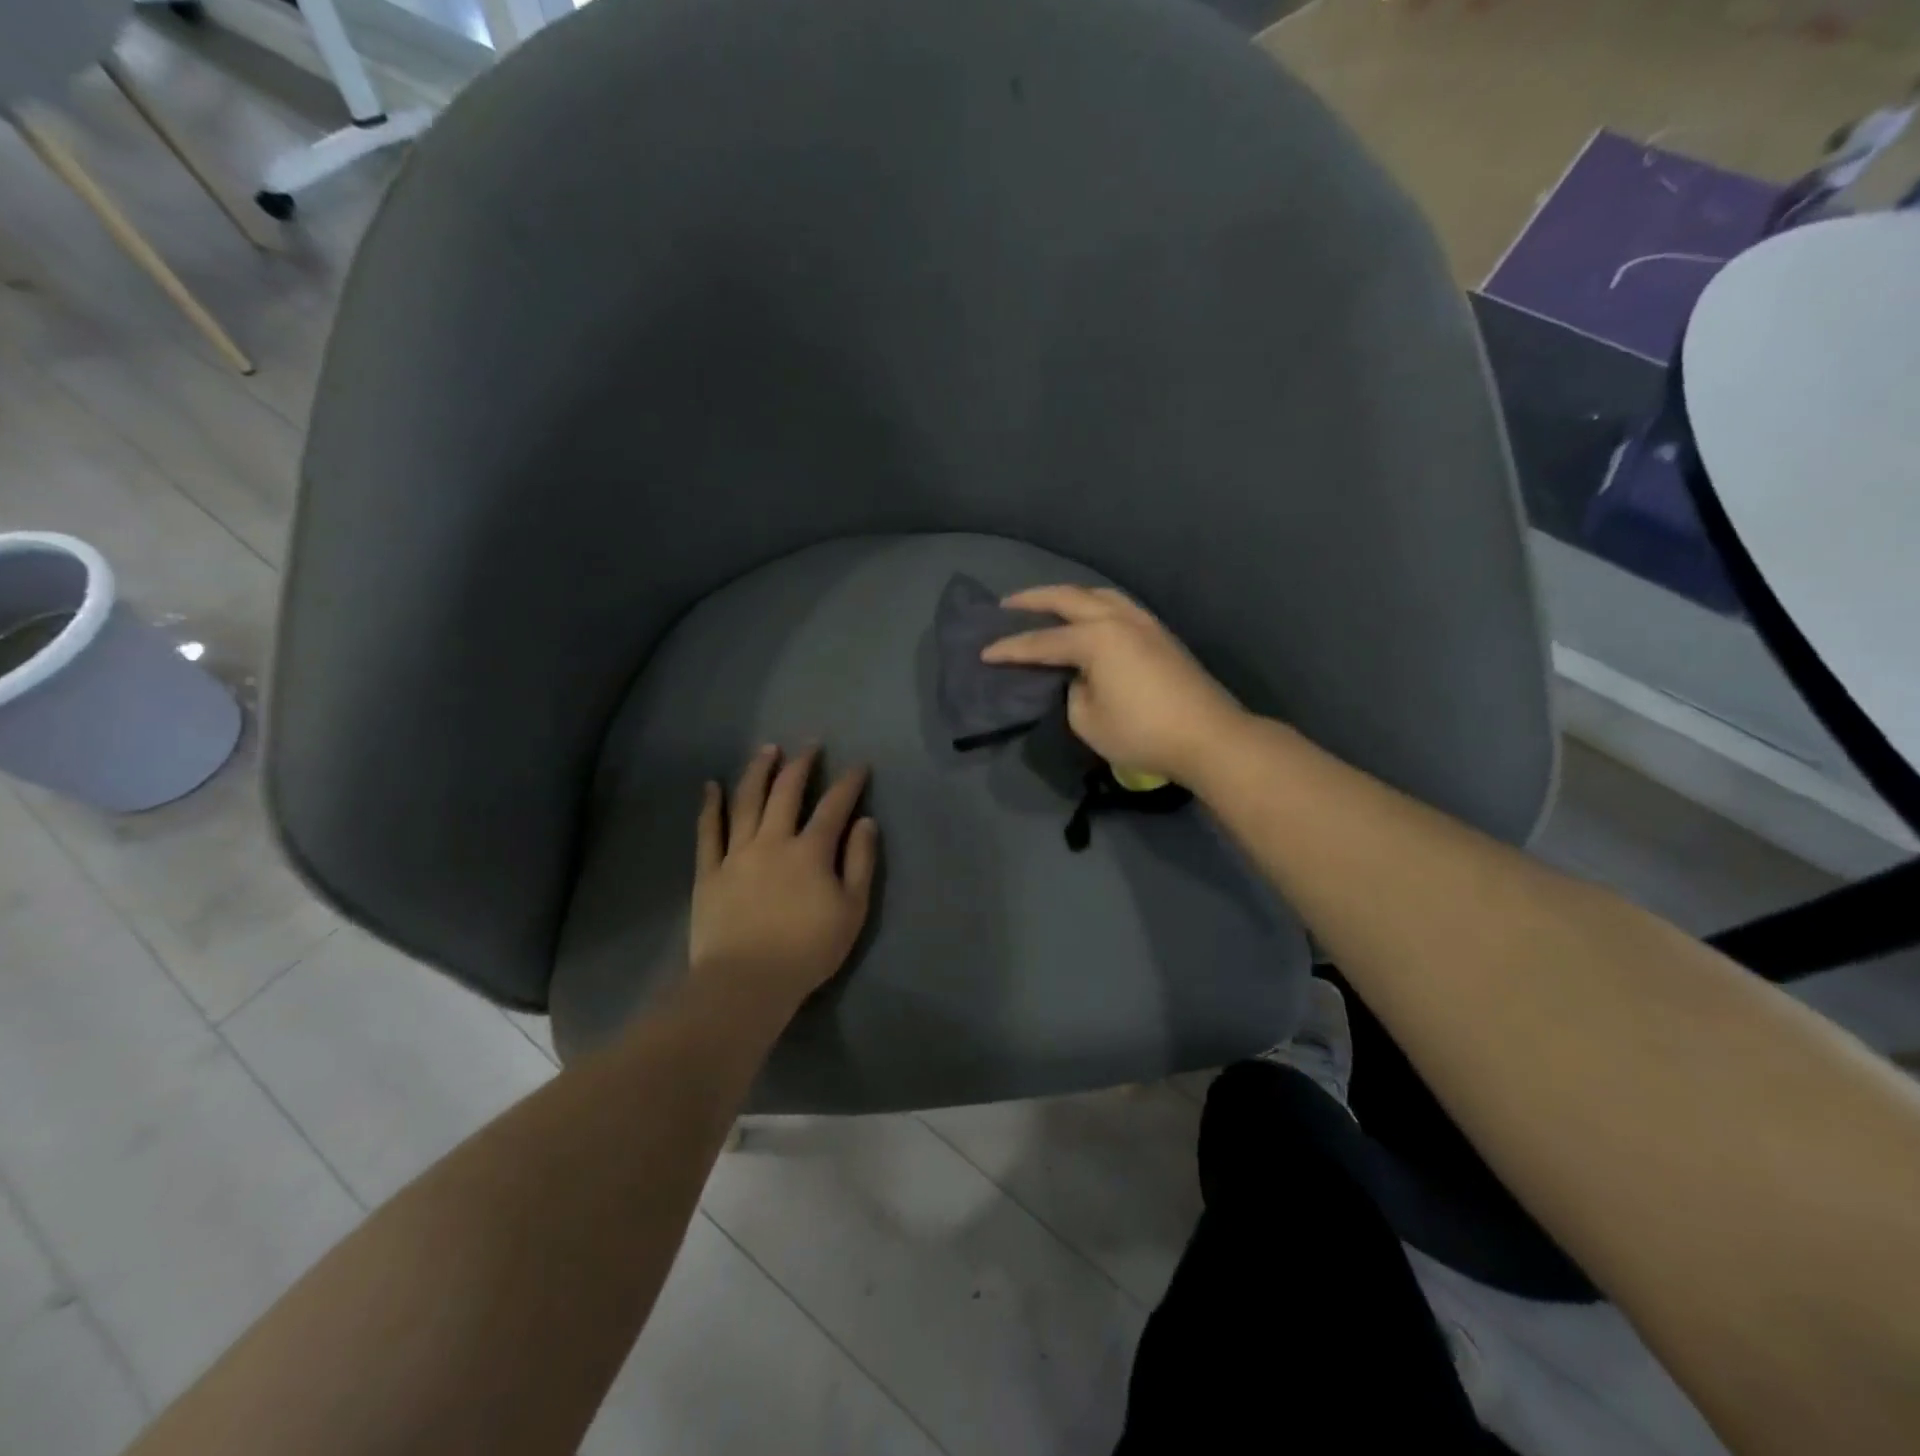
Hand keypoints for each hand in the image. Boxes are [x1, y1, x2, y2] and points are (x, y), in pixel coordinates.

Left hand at [689, 746, 878, 1013]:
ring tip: (766, 749)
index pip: (834, 806)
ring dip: (758, 771)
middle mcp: (772, 841)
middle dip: (801, 765)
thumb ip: (861, 862)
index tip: (859, 765)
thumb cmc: (807, 950)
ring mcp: (736, 854)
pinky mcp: (708, 872)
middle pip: (786, 792)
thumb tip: (866, 822)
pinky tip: (711, 786)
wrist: (746, 982)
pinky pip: (707, 832)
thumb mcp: (852, 910)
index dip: (849, 783)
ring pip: (746, 801)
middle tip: (810, 745)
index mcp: (811, 850)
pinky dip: (709, 806)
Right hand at [981, 586, 1245, 783]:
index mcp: (1096, 638)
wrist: (1208, 736)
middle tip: (1007, 605)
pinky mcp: (1160, 634)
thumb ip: (1072, 691)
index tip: (984, 652)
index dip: (1010, 648)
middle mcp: (1117, 619)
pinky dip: (1093, 604)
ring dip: (1068, 596)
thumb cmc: (1142, 732)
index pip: (1041, 641)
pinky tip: (1088, 617)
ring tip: (1048, 604)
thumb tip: (1079, 677)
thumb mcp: (1087, 720)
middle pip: (1068, 599)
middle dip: (1033, 600)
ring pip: (1098, 594)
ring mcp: (1143, 622)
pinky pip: (1117, 606)